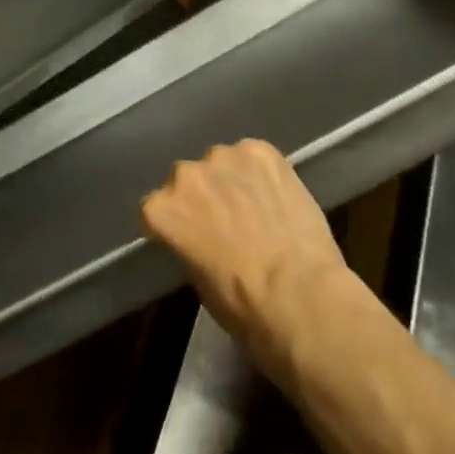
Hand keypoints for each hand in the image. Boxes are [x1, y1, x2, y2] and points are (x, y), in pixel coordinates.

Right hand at [141, 140, 347, 368]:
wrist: (298, 293)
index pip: (156, 208)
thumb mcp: (197, 279)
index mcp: (160, 209)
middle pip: (187, 180)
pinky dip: (262, 171)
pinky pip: (255, 155)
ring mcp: (224, 157)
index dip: (174, 223)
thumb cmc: (241, 302)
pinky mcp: (262, 151)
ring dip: (231, 179)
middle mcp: (185, 175)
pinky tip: (276, 193)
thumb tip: (200, 235)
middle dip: (202, 196)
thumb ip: (188, 242)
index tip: (188, 235)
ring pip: (221, 163)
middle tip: (224, 220)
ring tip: (254, 204)